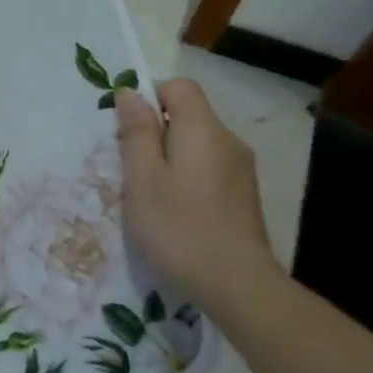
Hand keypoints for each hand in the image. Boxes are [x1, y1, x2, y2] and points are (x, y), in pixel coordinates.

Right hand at [116, 80, 273, 296]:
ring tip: (152, 195)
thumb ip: (136, 132)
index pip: (179, 87)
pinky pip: (209, 168)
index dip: (150, 97)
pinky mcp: (244, 196)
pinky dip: (188, 178)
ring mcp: (241, 170)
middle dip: (156, 132)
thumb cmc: (178, 227)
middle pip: (189, 116)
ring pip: (198, 145)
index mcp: (203, 129)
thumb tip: (130, 92)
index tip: (128, 130)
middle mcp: (228, 141)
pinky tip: (177, 212)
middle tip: (132, 168)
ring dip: (171, 158)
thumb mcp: (142, 178)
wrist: (237, 285)